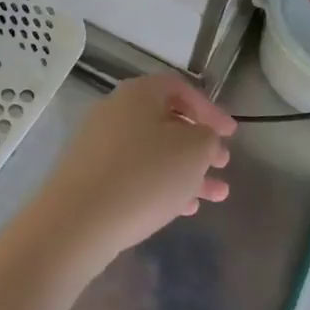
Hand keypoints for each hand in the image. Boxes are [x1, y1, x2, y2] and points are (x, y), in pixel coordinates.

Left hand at [16, 73, 235, 271]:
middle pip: (166, 121)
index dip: (210, 109)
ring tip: (216, 195)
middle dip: (199, 144)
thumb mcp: (193, 151)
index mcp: (138, 94)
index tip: (231, 135)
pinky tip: (184, 209)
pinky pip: (135, 174)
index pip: (179, 88)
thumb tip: (202, 137)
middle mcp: (115, 112)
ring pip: (153, 152)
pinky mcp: (91, 176)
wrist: (78, 221)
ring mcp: (99, 144)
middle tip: (223, 164)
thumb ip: (207, 137)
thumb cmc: (144, 175)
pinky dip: (162, 185)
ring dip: (187, 171)